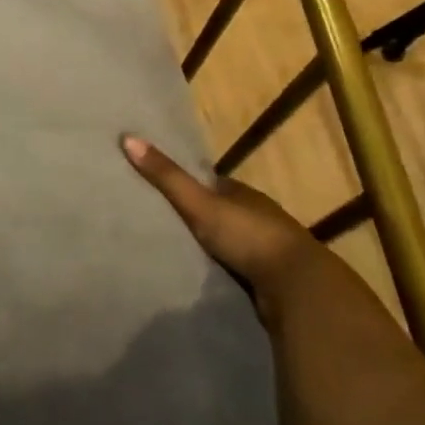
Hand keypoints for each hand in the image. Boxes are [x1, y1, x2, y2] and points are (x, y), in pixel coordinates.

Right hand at [122, 135, 321, 329]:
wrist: (297, 287)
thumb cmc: (248, 235)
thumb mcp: (200, 203)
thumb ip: (167, 177)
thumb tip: (127, 137)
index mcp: (243, 194)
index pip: (212, 184)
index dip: (189, 185)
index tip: (162, 191)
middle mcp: (257, 217)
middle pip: (221, 213)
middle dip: (198, 218)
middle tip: (162, 225)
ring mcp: (266, 249)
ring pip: (231, 243)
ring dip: (211, 248)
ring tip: (176, 253)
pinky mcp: (269, 280)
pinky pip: (238, 271)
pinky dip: (222, 272)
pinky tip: (202, 277)